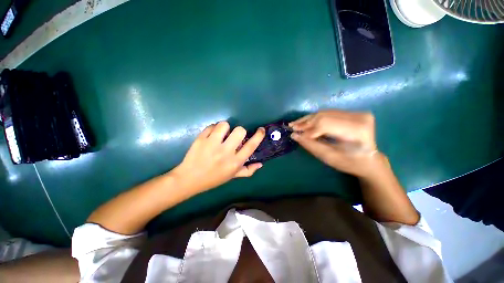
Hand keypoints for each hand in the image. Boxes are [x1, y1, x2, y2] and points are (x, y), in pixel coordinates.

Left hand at [171, 121, 265, 192]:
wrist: (189, 179)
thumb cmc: (213, 178)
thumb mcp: (232, 176)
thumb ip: (248, 171)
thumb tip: (261, 164)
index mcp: (235, 162)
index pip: (251, 146)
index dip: (258, 136)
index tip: (261, 129)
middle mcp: (225, 152)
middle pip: (240, 131)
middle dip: (240, 131)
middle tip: (234, 136)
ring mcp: (212, 144)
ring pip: (225, 125)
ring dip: (225, 128)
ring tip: (221, 134)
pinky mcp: (201, 139)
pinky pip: (212, 126)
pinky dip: (213, 129)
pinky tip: (211, 136)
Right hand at [290, 110, 384, 178]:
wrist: (369, 160)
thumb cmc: (350, 163)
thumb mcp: (329, 157)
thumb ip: (311, 145)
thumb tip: (294, 135)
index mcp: (357, 130)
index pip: (325, 124)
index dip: (308, 129)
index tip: (295, 134)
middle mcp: (359, 117)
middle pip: (324, 116)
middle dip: (306, 123)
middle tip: (292, 127)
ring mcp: (356, 113)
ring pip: (324, 113)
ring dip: (308, 119)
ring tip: (296, 124)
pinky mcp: (352, 112)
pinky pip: (328, 113)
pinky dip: (315, 118)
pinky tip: (305, 122)